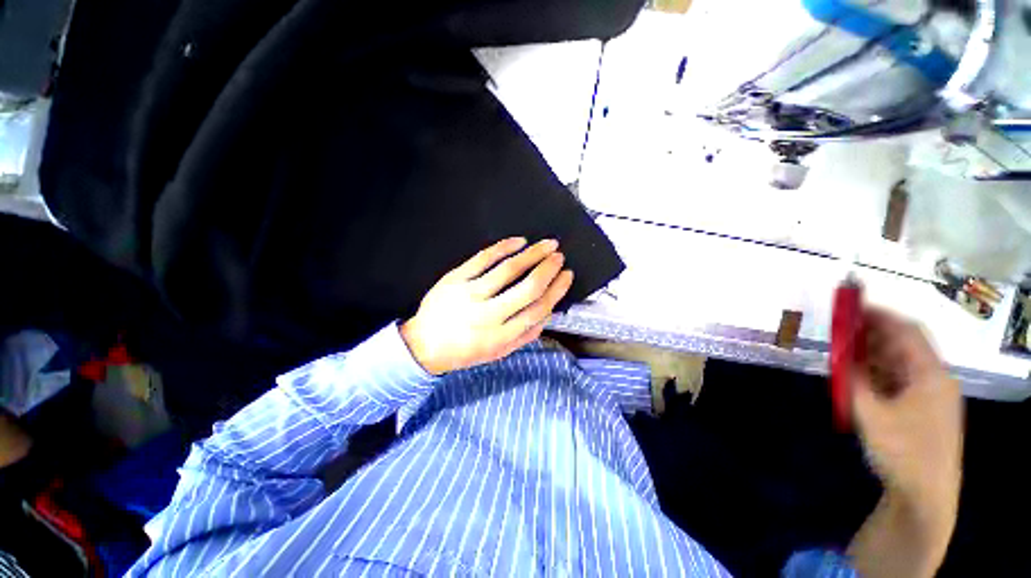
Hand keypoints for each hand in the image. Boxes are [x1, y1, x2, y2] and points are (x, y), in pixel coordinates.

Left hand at [400, 238, 574, 374]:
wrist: (424, 345)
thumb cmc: (466, 350)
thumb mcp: (499, 352)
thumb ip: (526, 336)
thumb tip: (550, 311)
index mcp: (501, 337)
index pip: (538, 309)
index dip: (557, 290)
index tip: (567, 275)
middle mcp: (487, 316)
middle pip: (527, 288)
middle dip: (548, 269)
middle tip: (559, 256)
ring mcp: (469, 295)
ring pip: (508, 270)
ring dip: (532, 254)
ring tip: (547, 244)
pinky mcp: (454, 279)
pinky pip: (483, 258)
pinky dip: (503, 246)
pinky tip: (519, 241)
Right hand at [846, 308, 962, 576]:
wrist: (923, 494)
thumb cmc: (902, 451)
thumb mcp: (871, 414)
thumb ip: (853, 379)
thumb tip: (838, 353)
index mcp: (930, 375)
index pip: (907, 331)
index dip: (880, 315)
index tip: (850, 306)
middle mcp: (933, 379)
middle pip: (903, 345)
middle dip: (872, 333)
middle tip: (840, 327)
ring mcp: (928, 395)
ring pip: (898, 362)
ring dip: (872, 353)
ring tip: (843, 349)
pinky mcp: (920, 408)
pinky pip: (897, 380)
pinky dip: (876, 372)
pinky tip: (857, 375)